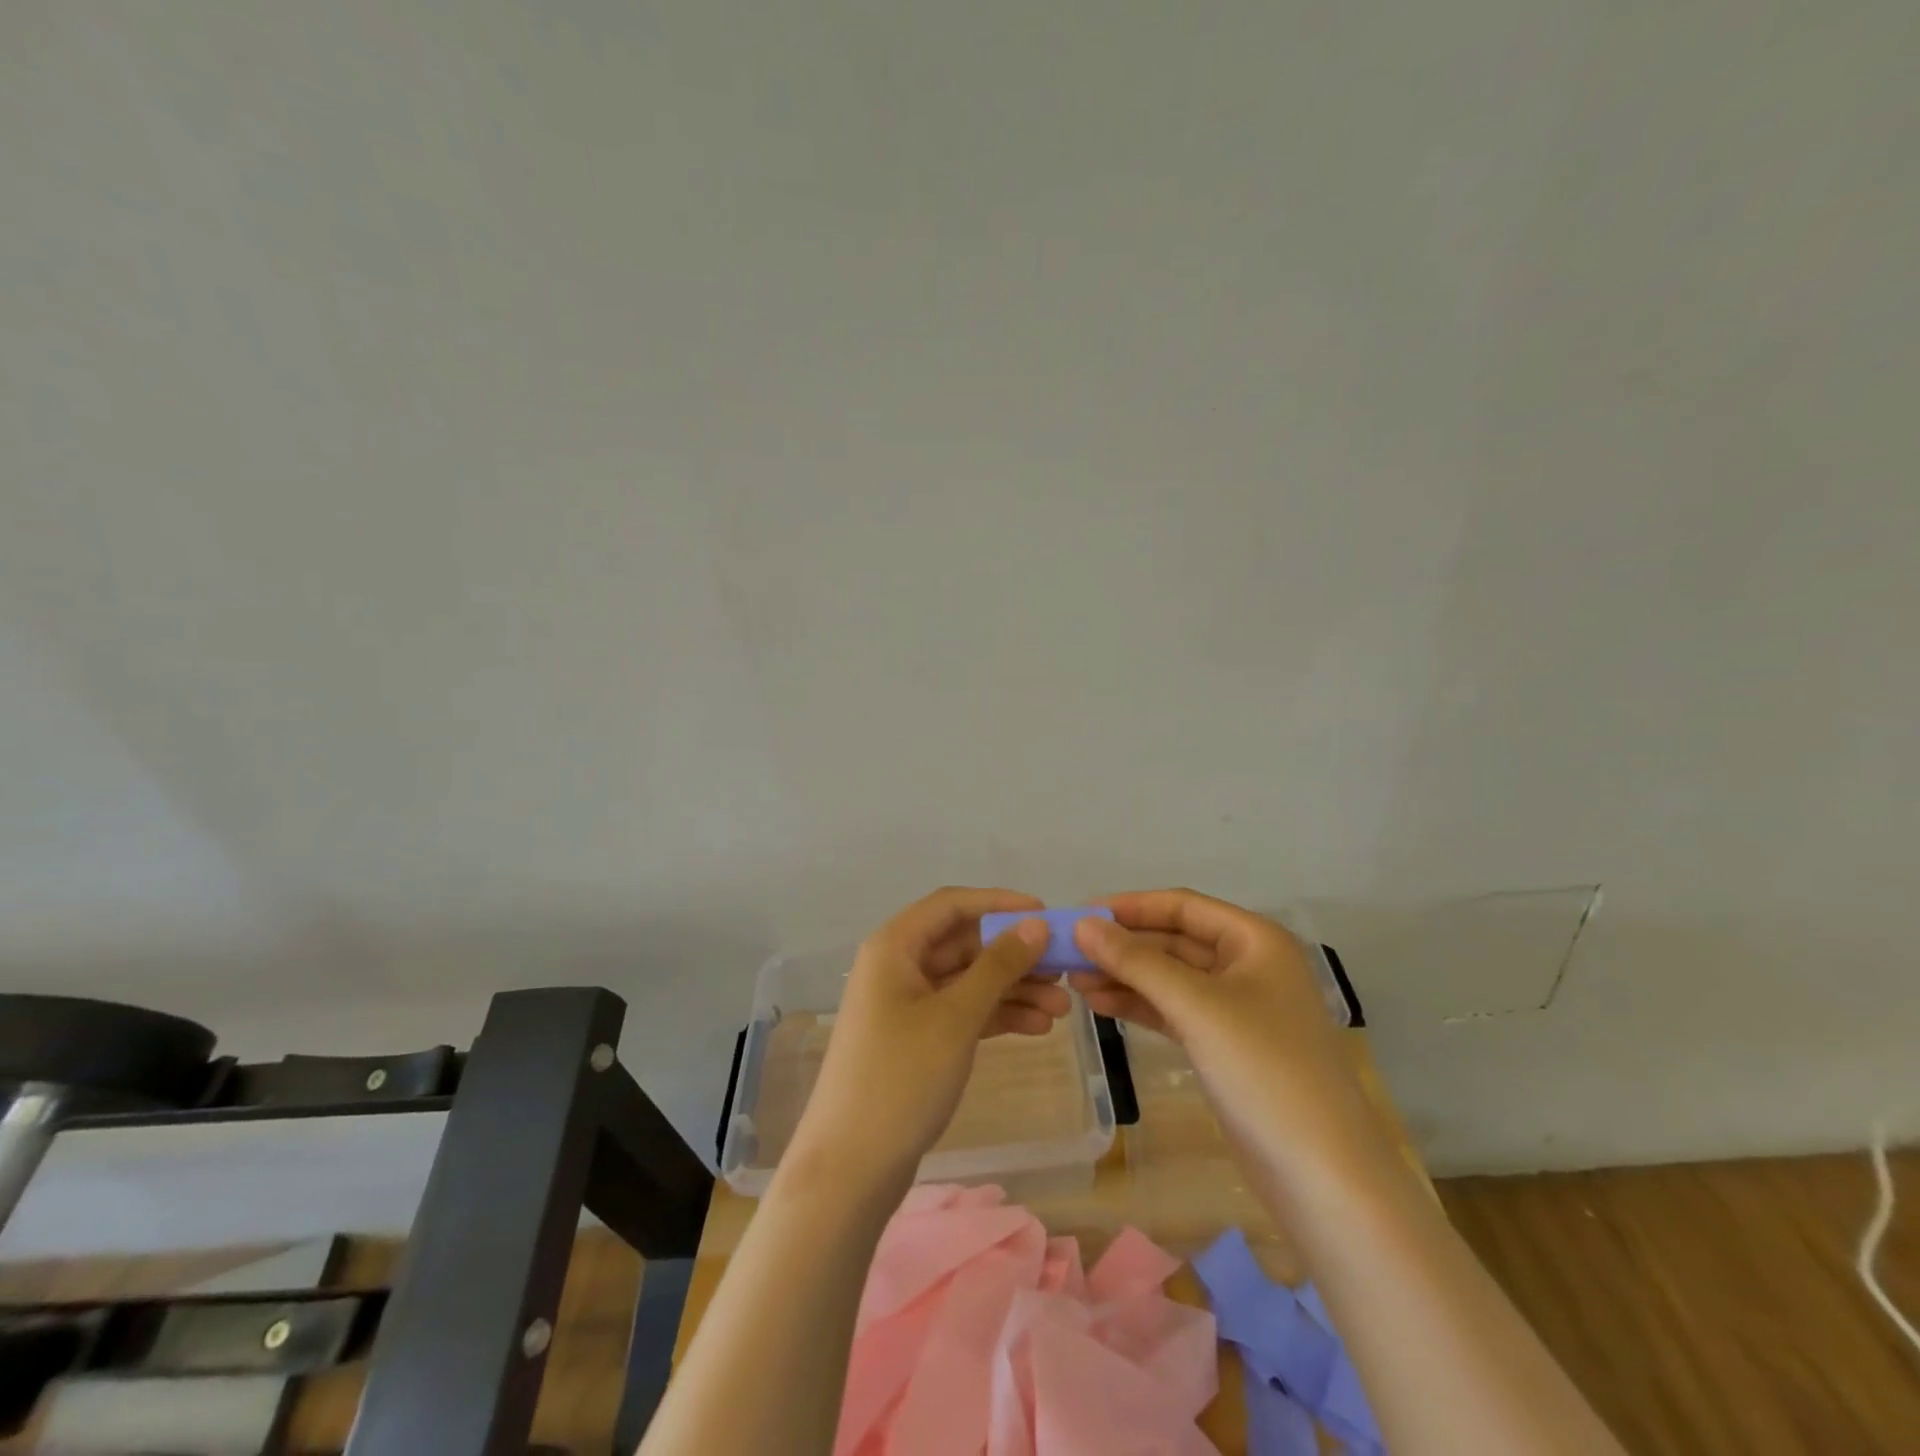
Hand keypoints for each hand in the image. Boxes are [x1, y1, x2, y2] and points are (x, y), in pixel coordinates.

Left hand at [785, 888, 1068, 1189]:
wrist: (851, 1168)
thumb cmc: (901, 1077)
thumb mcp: (956, 1016)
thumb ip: (998, 966)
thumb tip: (1035, 924)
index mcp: (895, 946)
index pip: (952, 904)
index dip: (1000, 903)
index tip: (1046, 915)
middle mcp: (898, 966)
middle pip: (964, 944)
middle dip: (1015, 956)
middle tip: (1065, 971)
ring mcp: (907, 1005)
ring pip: (968, 981)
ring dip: (1013, 989)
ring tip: (1064, 1008)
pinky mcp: (916, 1040)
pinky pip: (962, 1012)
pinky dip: (996, 1016)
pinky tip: (1038, 1027)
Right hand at [1067, 889, 1363, 1147]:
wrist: (1322, 1176)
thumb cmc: (1264, 1070)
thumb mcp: (1195, 1006)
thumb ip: (1136, 961)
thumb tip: (1082, 925)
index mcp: (1255, 940)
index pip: (1182, 906)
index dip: (1130, 907)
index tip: (1080, 915)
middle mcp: (1248, 965)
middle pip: (1174, 941)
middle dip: (1123, 946)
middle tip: (1068, 954)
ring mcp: (1238, 1008)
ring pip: (1170, 977)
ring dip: (1126, 976)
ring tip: (1074, 982)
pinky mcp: (1225, 1046)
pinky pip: (1174, 1010)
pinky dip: (1140, 1005)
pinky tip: (1101, 1005)